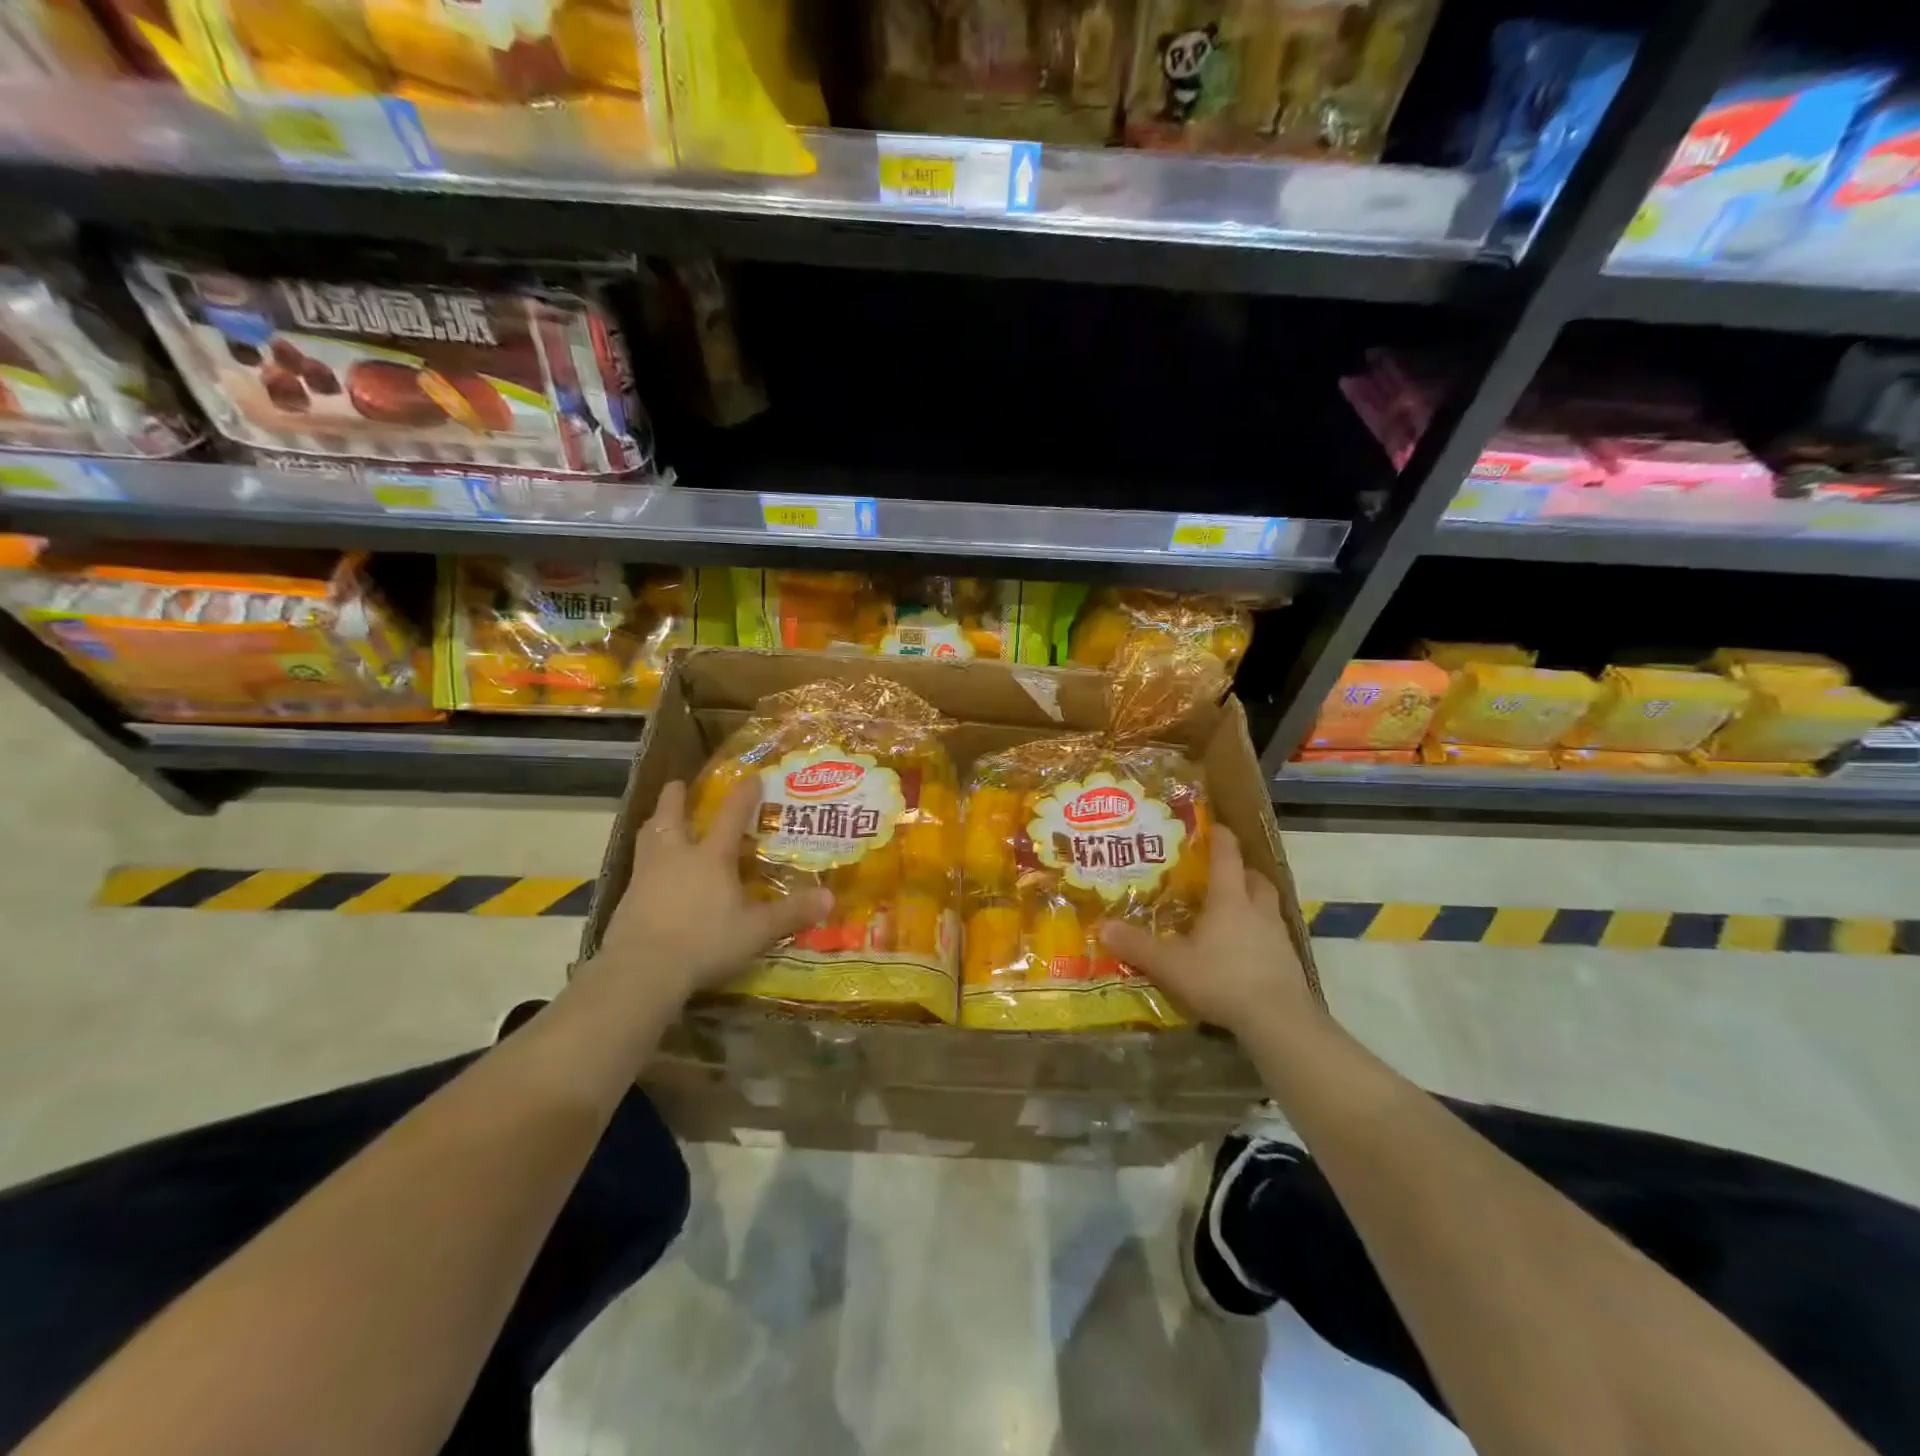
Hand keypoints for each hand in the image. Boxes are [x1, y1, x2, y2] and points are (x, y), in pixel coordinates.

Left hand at [585, 780, 832, 1008]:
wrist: (642, 970)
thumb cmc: (705, 942)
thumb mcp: (756, 931)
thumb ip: (791, 913)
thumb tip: (830, 898)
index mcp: (711, 857)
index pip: (730, 815)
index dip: (743, 794)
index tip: (751, 777)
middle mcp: (676, 856)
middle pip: (671, 815)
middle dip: (675, 797)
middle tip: (678, 784)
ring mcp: (645, 875)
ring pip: (647, 836)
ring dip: (654, 823)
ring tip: (658, 820)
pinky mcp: (626, 898)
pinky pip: (637, 867)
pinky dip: (644, 860)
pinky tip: (650, 872)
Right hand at [1099, 825, 1321, 1041]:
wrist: (1279, 1021)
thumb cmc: (1222, 979)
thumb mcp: (1170, 965)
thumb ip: (1137, 946)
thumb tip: (1103, 928)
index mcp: (1230, 899)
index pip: (1227, 856)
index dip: (1219, 838)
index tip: (1212, 826)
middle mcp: (1257, 909)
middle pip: (1255, 878)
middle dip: (1240, 871)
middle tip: (1220, 874)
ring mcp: (1278, 936)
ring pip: (1267, 905)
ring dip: (1252, 901)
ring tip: (1230, 912)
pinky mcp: (1289, 962)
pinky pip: (1272, 935)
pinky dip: (1258, 933)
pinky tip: (1242, 950)